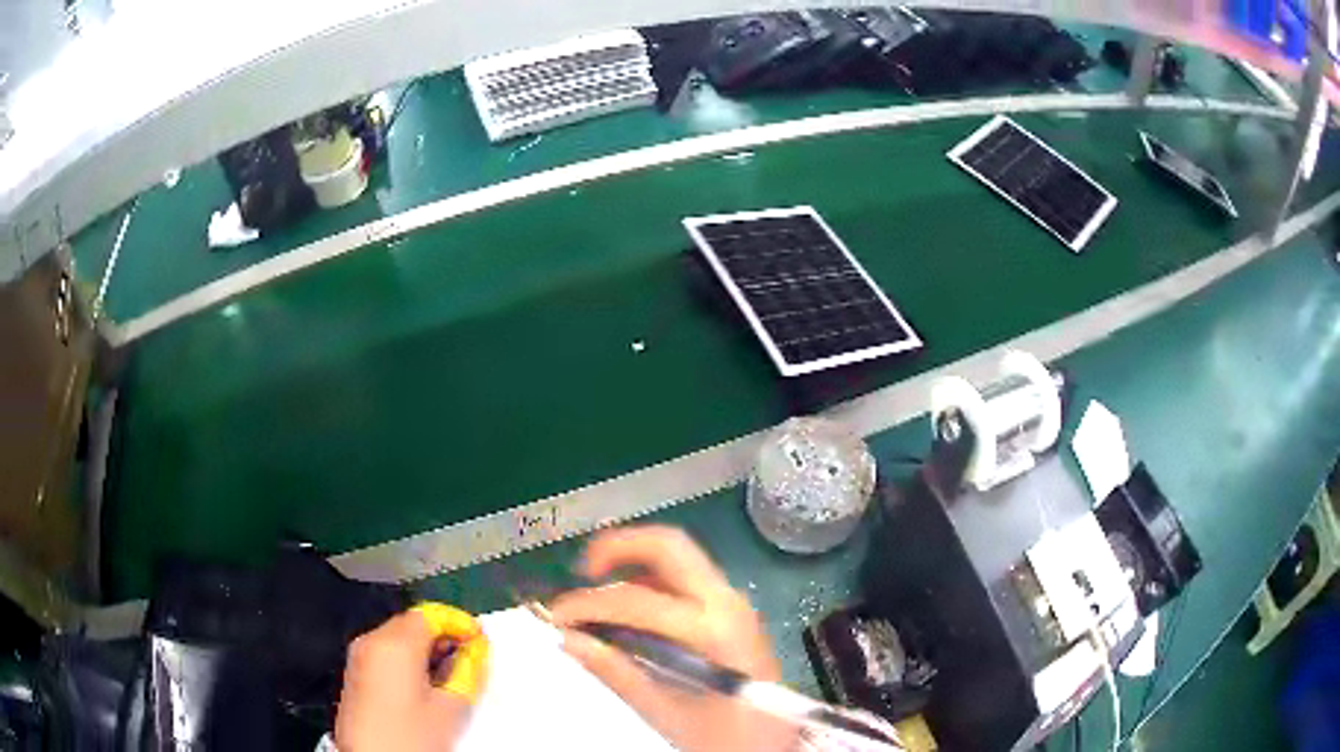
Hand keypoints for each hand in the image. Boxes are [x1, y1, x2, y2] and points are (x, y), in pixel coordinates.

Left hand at [334, 604, 489, 751]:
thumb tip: (476, 650)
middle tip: (470, 659)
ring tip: (452, 676)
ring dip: (427, 649)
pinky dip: (409, 660)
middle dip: (444, 636)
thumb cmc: (411, 736)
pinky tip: (426, 686)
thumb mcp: (450, 708)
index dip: (459, 622)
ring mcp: (359, 657)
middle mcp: (371, 641)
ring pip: (399, 638)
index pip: (430, 614)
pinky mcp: (355, 674)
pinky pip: (386, 653)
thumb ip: (468, 672)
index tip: (480, 639)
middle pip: (413, 623)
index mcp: (395, 644)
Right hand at [550, 525, 799, 751]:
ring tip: (598, 595)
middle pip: (670, 546)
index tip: (555, 618)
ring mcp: (734, 603)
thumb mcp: (663, 710)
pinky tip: (630, 613)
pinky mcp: (733, 612)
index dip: (588, 604)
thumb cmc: (723, 735)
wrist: (774, 746)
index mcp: (712, 629)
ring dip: (634, 564)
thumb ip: (615, 670)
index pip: (636, 599)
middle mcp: (727, 601)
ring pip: (679, 559)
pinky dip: (652, 582)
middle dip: (618, 547)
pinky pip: (687, 580)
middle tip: (581, 572)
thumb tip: (567, 639)